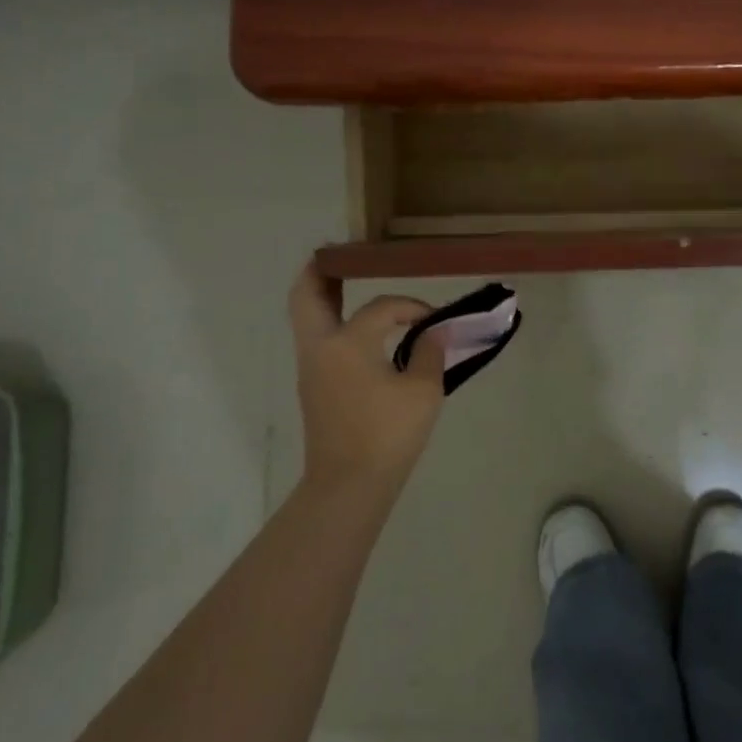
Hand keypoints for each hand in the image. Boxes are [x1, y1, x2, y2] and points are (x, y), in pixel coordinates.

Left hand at [288, 264, 445, 493]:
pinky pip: (316, 340)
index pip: (382, 308)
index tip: (436, 320)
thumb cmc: (388, 435)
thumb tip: (434, 331)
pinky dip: (329, 322)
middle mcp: (320, 348)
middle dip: (319, 272)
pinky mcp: (313, 388)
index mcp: (347, 343)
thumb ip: (430, 351)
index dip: (411, 307)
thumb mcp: (423, 391)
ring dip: (320, 297)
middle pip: (306, 296)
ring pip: (305, 319)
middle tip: (338, 256)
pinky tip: (356, 329)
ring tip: (343, 283)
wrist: (349, 486)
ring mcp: (311, 369)